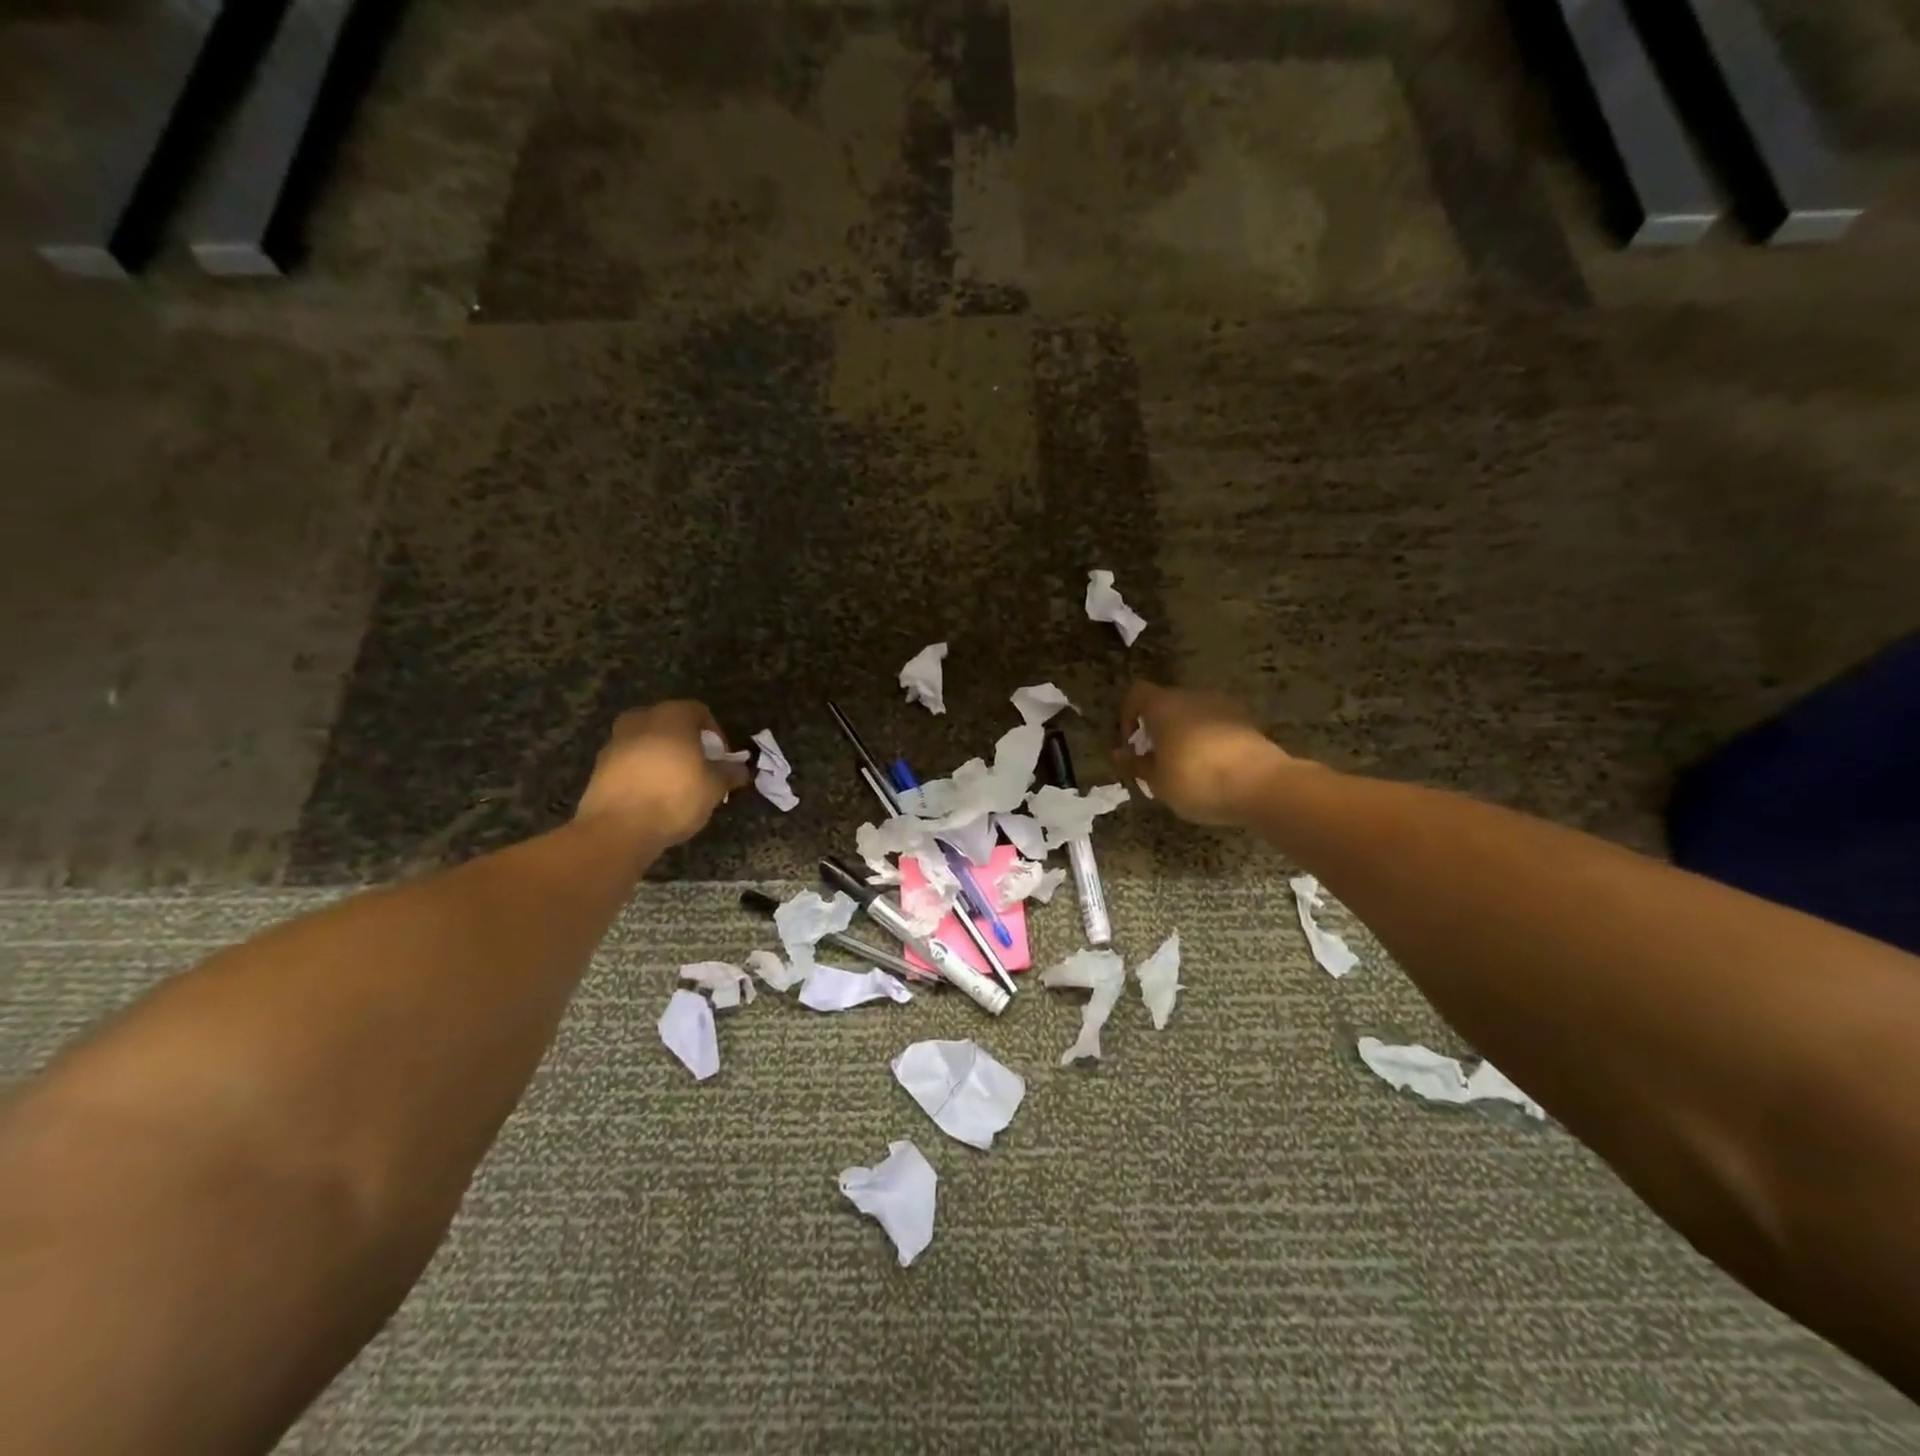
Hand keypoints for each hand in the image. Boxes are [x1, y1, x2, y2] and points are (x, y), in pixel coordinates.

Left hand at [575, 701, 749, 848]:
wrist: (617, 828)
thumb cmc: (674, 797)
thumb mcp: (714, 787)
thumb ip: (729, 773)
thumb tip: (741, 769)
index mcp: (672, 716)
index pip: (699, 712)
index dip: (715, 734)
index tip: (721, 759)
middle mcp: (641, 720)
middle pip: (669, 724)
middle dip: (686, 742)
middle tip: (698, 768)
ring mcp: (615, 742)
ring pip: (647, 742)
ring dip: (662, 757)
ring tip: (675, 785)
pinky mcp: (599, 767)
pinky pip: (629, 762)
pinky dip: (642, 772)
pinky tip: (652, 796)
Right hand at [1113, 681, 1300, 828]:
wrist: (1261, 785)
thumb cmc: (1196, 781)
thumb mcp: (1157, 782)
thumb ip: (1135, 765)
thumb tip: (1119, 754)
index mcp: (1163, 706)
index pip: (1136, 693)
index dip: (1127, 715)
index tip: (1130, 744)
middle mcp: (1192, 696)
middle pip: (1166, 703)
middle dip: (1158, 728)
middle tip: (1156, 761)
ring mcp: (1223, 706)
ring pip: (1193, 714)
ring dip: (1184, 735)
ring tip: (1185, 768)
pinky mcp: (1247, 721)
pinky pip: (1216, 726)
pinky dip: (1208, 741)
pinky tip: (1212, 770)